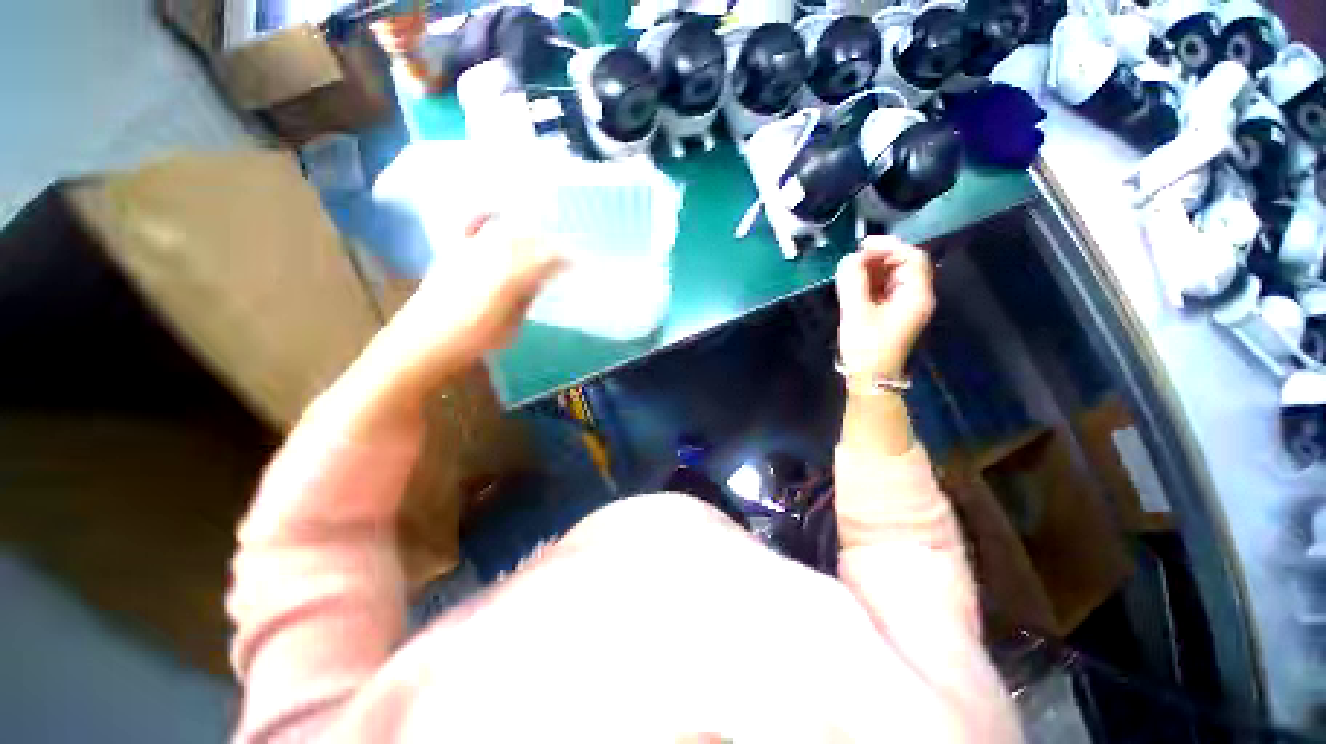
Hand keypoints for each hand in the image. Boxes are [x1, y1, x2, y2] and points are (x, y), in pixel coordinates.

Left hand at [353, 215, 563, 402]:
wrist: (421, 343)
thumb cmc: (472, 341)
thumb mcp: (511, 328)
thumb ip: (526, 299)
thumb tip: (539, 281)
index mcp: (510, 277)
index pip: (546, 259)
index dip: (564, 260)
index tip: (577, 264)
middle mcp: (491, 256)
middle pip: (528, 241)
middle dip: (549, 246)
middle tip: (563, 256)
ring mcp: (469, 250)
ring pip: (506, 233)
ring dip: (527, 236)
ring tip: (539, 243)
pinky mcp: (452, 251)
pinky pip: (471, 225)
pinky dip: (485, 216)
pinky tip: (495, 211)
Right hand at [835, 237, 934, 380]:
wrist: (871, 378)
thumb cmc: (867, 347)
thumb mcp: (856, 312)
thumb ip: (853, 282)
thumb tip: (849, 258)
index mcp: (916, 295)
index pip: (912, 258)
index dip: (889, 246)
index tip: (862, 246)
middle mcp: (916, 297)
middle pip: (904, 265)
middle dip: (879, 258)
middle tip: (853, 259)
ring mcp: (905, 305)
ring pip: (894, 276)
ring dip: (873, 269)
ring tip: (850, 271)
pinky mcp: (893, 313)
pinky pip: (886, 289)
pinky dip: (871, 282)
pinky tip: (854, 284)